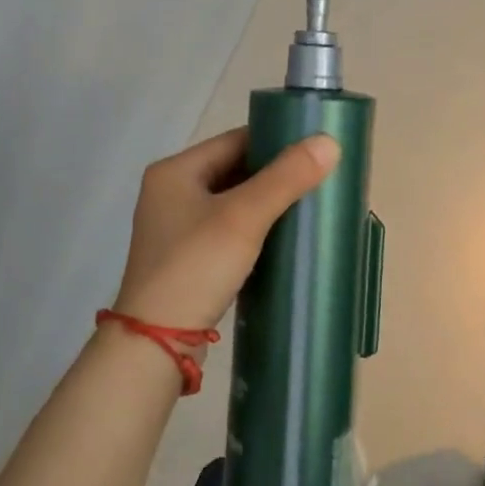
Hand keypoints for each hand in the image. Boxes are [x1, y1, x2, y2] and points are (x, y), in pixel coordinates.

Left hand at [113, 127, 339, 332]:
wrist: (155, 345)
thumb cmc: (196, 267)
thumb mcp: (244, 217)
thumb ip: (286, 178)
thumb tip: (329, 141)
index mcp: (175, 171)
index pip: (235, 140)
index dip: (275, 141)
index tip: (315, 149)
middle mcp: (170, 192)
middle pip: (233, 170)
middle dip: (274, 175)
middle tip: (319, 178)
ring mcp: (176, 228)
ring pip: (232, 202)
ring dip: (266, 203)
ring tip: (309, 206)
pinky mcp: (185, 259)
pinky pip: (227, 230)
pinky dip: (254, 229)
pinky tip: (283, 238)